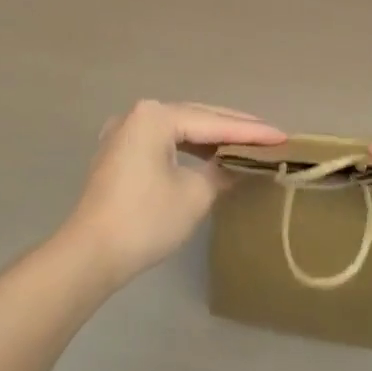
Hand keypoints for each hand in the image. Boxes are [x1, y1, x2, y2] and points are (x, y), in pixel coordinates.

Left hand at [62, 100, 285, 289]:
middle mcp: (138, 115)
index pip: (214, 123)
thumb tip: (237, 167)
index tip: (282, 137)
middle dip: (233, 129)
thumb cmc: (145, 220)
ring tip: (246, 144)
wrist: (89, 255)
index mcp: (155, 116)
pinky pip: (163, 142)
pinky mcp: (118, 154)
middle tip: (269, 137)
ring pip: (179, 129)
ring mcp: (124, 133)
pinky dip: (189, 148)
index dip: (251, 133)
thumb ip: (222, 172)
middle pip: (196, 118)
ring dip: (211, 138)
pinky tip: (209, 155)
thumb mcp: (195, 195)